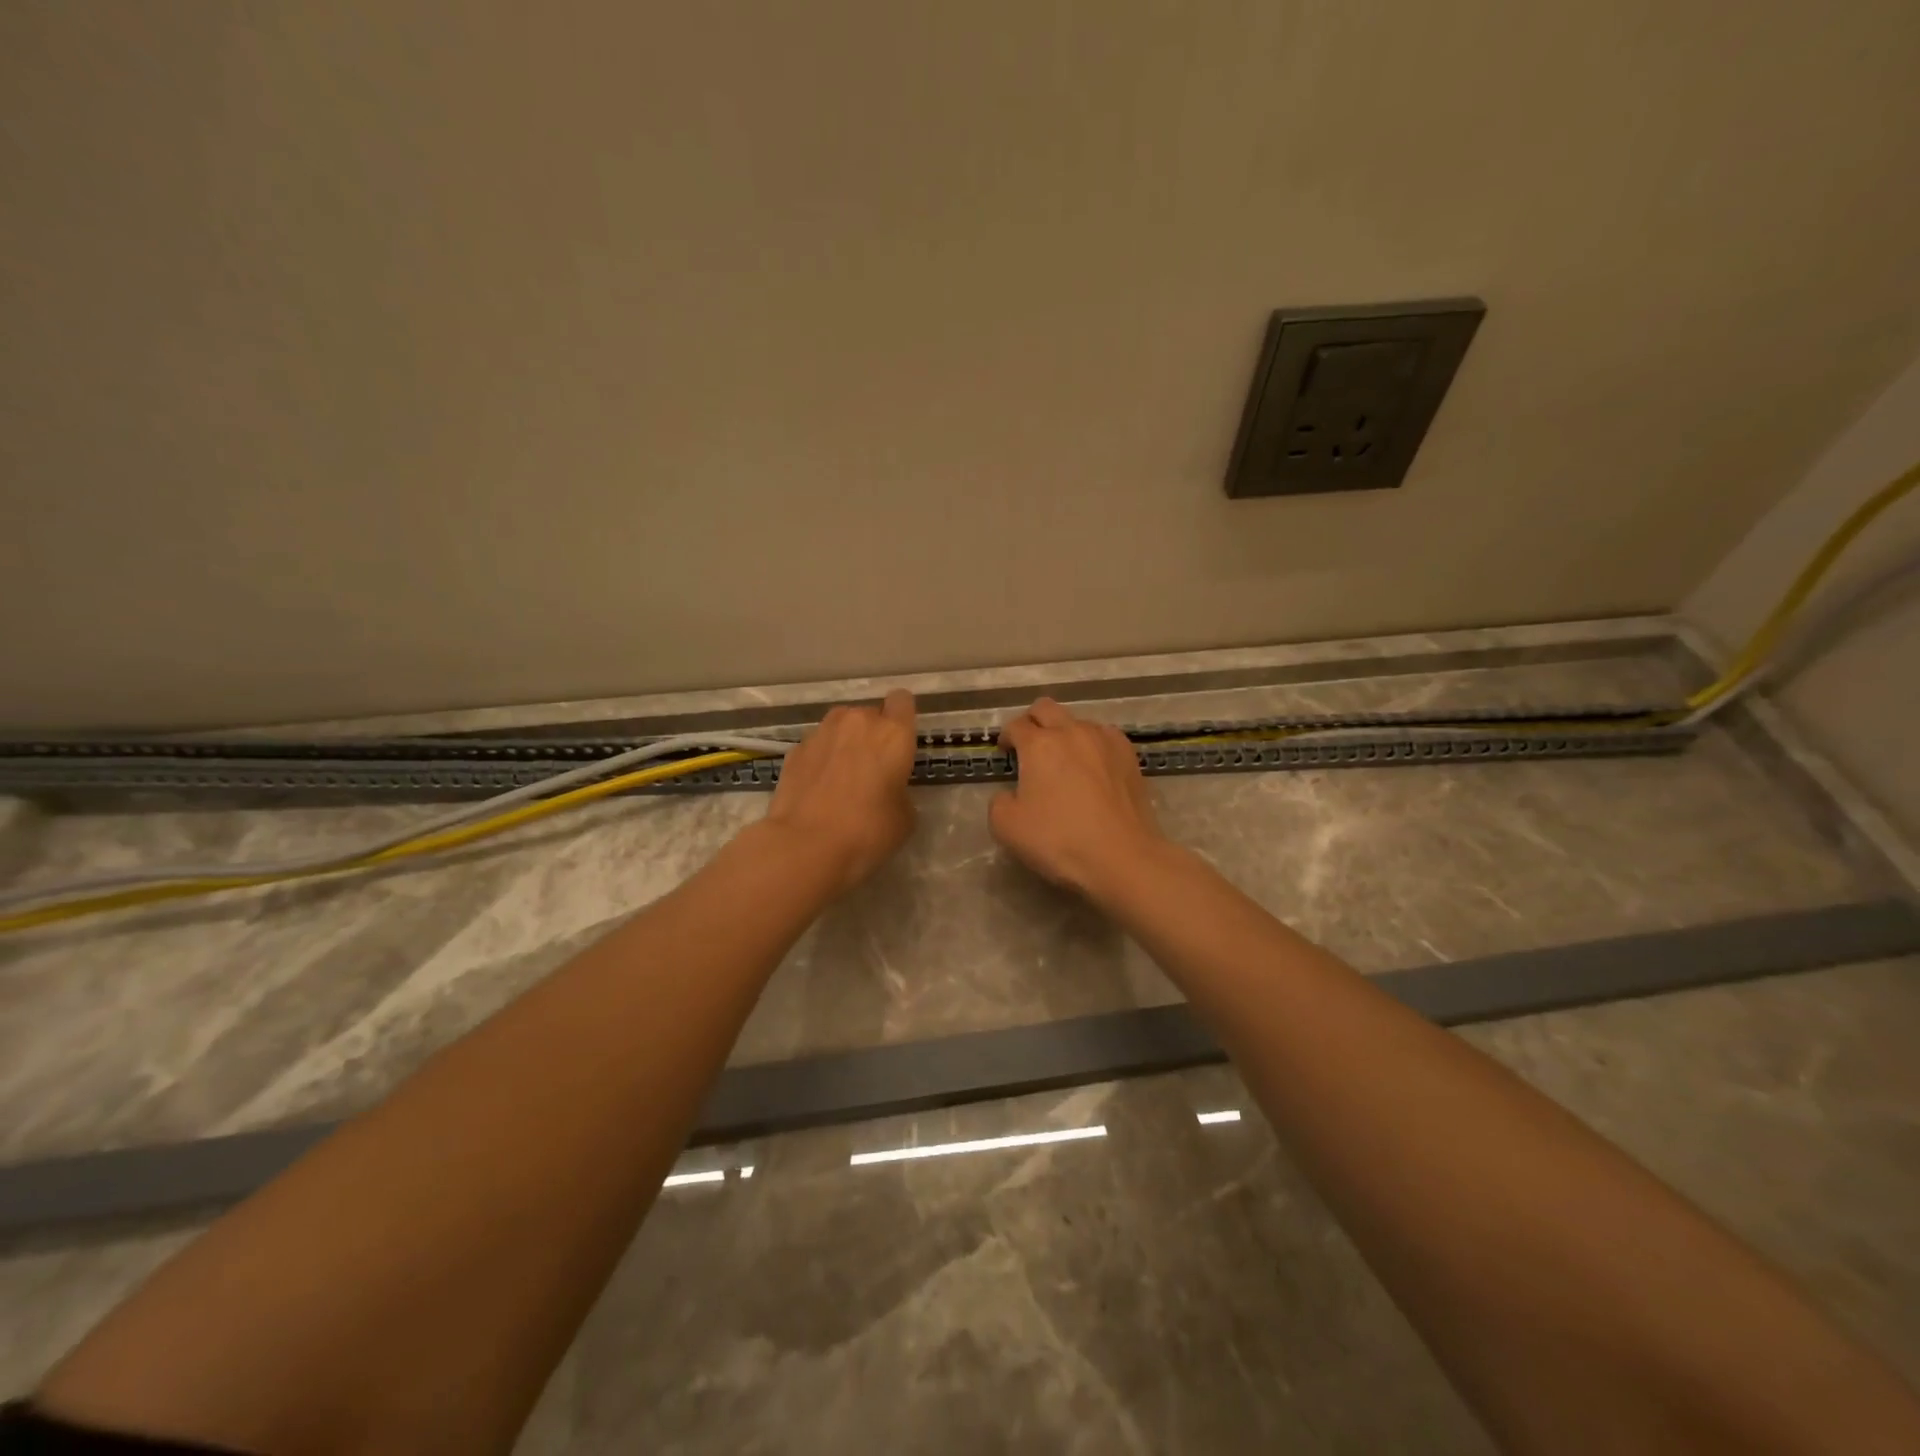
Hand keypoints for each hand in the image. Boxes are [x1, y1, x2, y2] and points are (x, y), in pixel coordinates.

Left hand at [762, 689, 918, 894]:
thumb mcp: (904, 817)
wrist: (806, 845)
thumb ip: (900, 791)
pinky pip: (818, 746)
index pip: (902, 701)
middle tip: (873, 769)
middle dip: (873, 735)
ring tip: (843, 778)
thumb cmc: (868, 830)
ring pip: (841, 727)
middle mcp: (857, 722)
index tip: (901, 742)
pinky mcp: (794, 750)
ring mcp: (821, 733)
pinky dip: (821, 760)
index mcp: (892, 733)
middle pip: (870, 714)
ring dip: (845, 743)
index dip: (902, 717)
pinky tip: (819, 789)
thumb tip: (887, 789)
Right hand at [989, 697, 1167, 900]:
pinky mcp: (1129, 755)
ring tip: (1065, 762)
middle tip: (1029, 747)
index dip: (1006, 738)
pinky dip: (1092, 745)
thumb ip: (999, 802)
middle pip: (1046, 708)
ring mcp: (1105, 740)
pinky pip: (1104, 737)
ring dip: (1065, 734)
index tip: (1006, 754)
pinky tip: (1093, 769)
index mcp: (1039, 745)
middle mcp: (1072, 732)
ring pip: (1078, 721)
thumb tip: (1010, 793)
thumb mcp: (1006, 827)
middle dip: (1032, 722)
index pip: (1016, 726)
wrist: (1121, 857)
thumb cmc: (1059, 840)